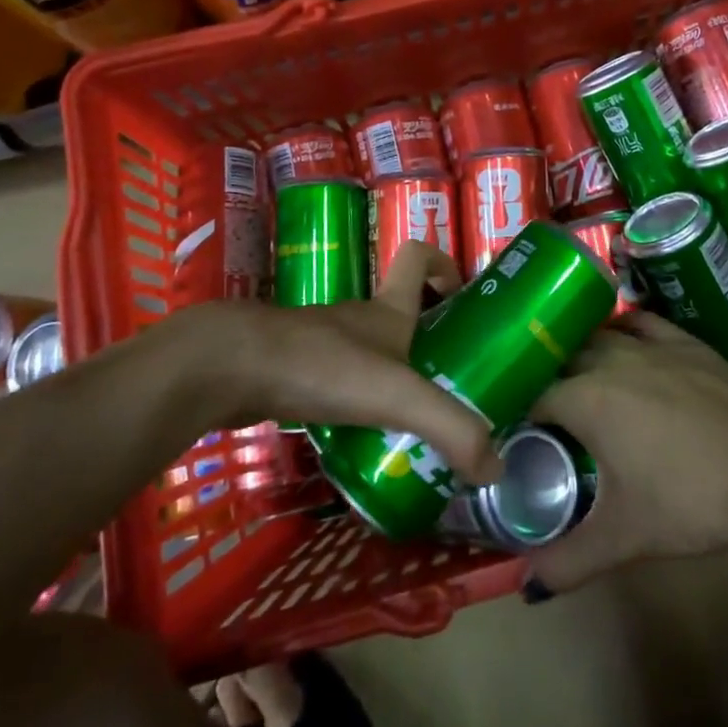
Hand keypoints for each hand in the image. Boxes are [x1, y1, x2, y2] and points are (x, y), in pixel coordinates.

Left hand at [170, 241, 501, 485]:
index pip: (417, 257)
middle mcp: (359, 319)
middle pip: (402, 314)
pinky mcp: (295, 374)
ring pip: (371, 354)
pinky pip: (340, 385)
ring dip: (395, 381)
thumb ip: (451, 428)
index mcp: (388, 310)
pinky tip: (366, 446)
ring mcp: (324, 346)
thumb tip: (497, 469)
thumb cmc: (322, 365)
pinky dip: (358, 408)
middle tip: (457, 386)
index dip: (443, 265)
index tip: (464, 297)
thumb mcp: (399, 395)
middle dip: (430, 341)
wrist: (229, 370)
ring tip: (419, 429)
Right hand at [526, 312, 727, 592]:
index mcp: (583, 399)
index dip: (518, 415)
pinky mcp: (683, 341)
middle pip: (560, 359)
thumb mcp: (625, 537)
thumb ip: (570, 561)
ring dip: (579, 352)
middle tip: (544, 412)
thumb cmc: (690, 498)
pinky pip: (640, 323)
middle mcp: (607, 360)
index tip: (516, 434)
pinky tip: (622, 341)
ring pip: (597, 336)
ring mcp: (648, 345)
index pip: (531, 397)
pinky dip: (622, 329)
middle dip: (545, 381)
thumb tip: (530, 585)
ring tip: (575, 375)